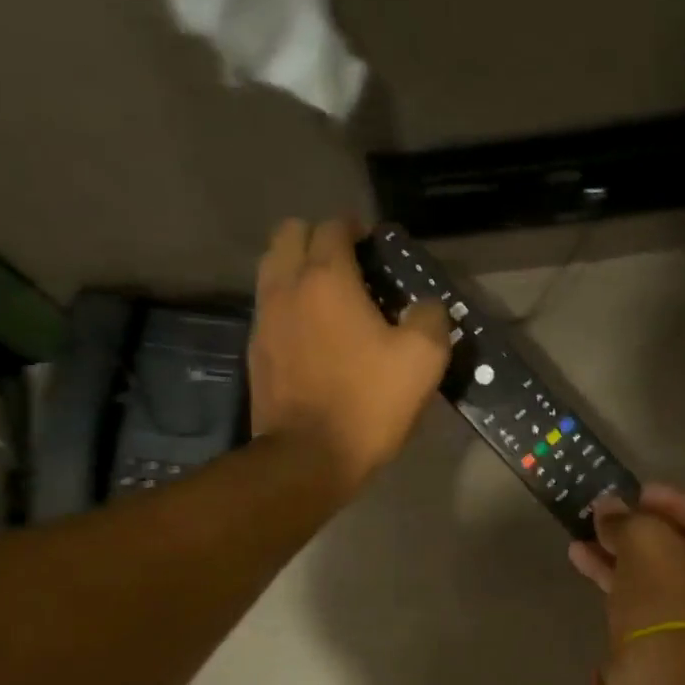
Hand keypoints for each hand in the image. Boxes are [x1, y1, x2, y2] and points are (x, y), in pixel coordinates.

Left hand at [250, 219, 450, 495]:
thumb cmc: (367, 403)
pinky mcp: (255, 351)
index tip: (375, 246)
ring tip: (328, 296)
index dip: (356, 228)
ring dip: (297, 267)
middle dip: (318, 238)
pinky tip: (311, 331)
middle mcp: (286, 287)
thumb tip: (424, 305)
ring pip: (272, 267)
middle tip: (348, 265)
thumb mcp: (423, 360)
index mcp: (326, 279)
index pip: (333, 227)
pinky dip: (287, 302)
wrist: (309, 458)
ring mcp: (263, 319)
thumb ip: (430, 317)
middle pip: (289, 234)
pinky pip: (268, 306)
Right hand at [569, 485, 684, 684]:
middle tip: (605, 511)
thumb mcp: (644, 540)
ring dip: (618, 550)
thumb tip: (607, 507)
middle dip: (636, 525)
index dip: (667, 497)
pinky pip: (638, 595)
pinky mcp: (664, 636)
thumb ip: (625, 518)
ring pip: (651, 570)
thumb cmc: (668, 595)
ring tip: (583, 532)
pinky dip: (613, 576)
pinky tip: (581, 559)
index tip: (634, 490)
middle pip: (676, 543)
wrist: (664, 677)